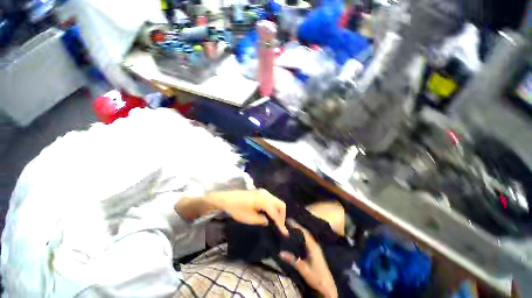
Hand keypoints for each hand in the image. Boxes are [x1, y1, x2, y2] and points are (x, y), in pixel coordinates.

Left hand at [206, 189, 288, 235]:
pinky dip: (273, 207)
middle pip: (280, 204)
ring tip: (275, 222)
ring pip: (276, 201)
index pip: (275, 212)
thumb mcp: (249, 218)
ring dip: (278, 211)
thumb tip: (270, 222)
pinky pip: (271, 200)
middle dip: (282, 216)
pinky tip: (269, 214)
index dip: (280, 223)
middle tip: (279, 226)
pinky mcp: (260, 192)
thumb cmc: (237, 209)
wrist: (227, 198)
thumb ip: (262, 220)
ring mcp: (263, 192)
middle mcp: (266, 193)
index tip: (284, 233)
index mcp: (263, 200)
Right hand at [280, 219, 337, 297]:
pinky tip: (297, 235)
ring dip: (299, 229)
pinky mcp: (315, 251)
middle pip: (305, 231)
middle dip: (297, 225)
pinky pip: (307, 238)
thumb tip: (280, 252)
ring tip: (291, 225)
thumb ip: (293, 260)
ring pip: (307, 235)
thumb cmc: (316, 278)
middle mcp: (315, 244)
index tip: (288, 220)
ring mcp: (316, 247)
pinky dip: (301, 234)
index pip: (304, 232)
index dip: (296, 225)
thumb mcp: (303, 270)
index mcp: (313, 247)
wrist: (328, 286)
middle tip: (288, 221)